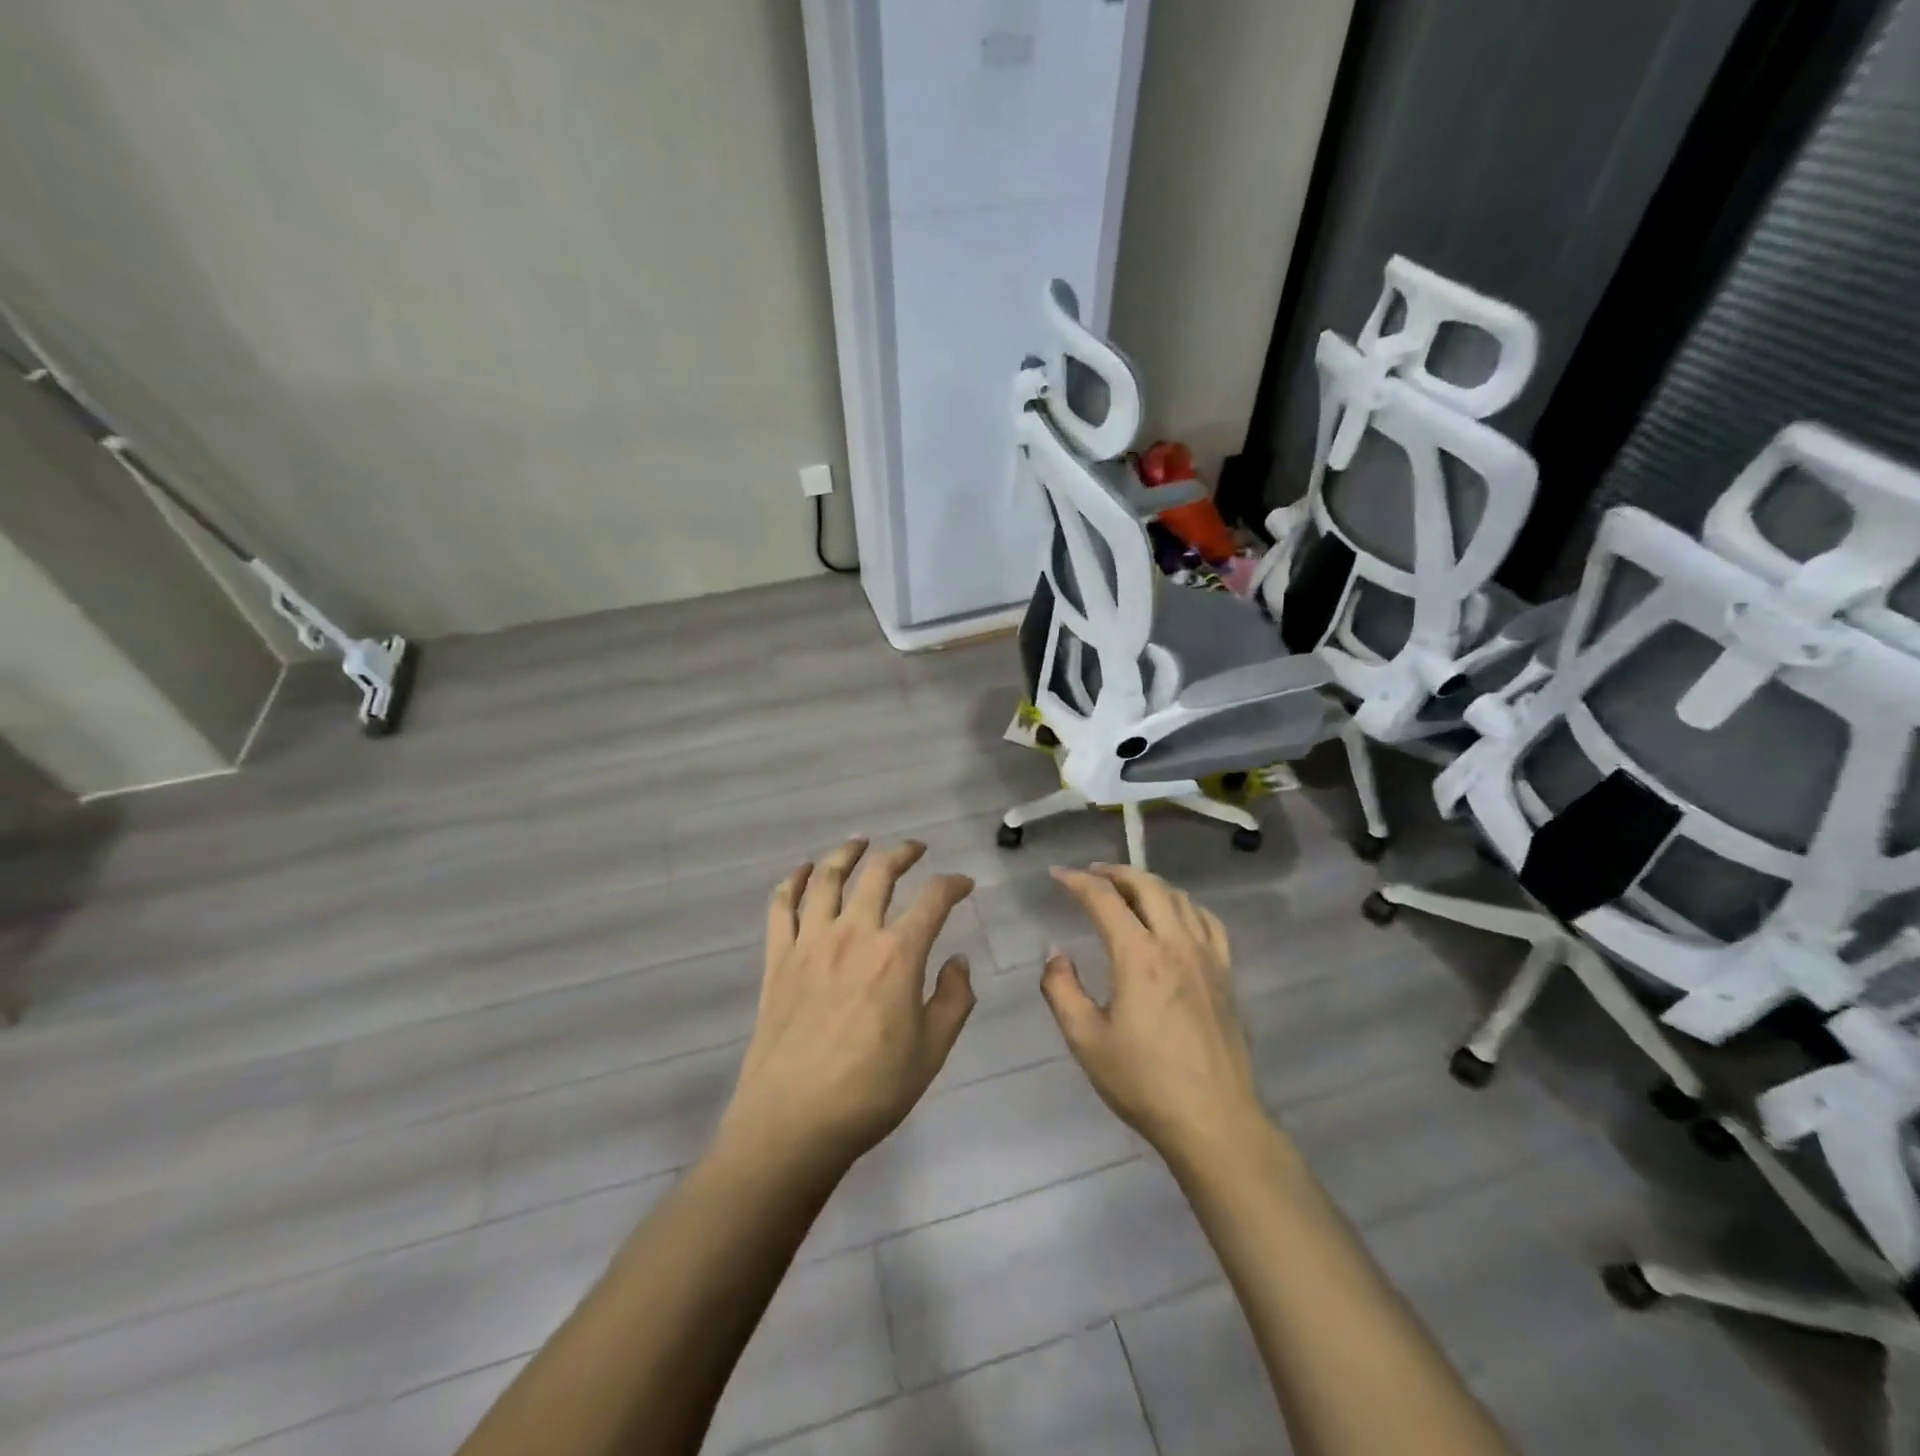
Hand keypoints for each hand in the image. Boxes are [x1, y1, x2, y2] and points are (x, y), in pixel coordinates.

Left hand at [717, 837, 976, 1181]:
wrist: (794, 1121)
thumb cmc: (871, 1091)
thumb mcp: (932, 1051)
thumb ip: (954, 999)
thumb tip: (959, 961)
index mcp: (898, 954)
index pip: (933, 899)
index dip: (953, 884)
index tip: (963, 884)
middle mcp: (855, 933)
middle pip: (879, 873)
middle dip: (902, 853)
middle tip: (915, 848)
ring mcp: (811, 942)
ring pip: (828, 878)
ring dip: (847, 853)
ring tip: (860, 842)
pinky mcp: (777, 958)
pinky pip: (782, 906)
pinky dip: (793, 881)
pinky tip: (804, 870)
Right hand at [1041, 864, 1265, 1163]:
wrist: (1213, 1120)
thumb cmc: (1143, 1082)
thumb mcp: (1085, 1039)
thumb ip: (1061, 989)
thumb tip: (1055, 953)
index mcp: (1138, 957)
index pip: (1104, 899)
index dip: (1077, 881)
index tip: (1057, 875)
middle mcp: (1175, 944)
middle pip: (1147, 886)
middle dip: (1115, 872)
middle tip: (1091, 873)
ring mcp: (1207, 957)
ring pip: (1179, 898)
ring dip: (1148, 884)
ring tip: (1127, 889)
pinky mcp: (1226, 975)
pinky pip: (1208, 921)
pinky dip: (1185, 906)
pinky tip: (1176, 915)